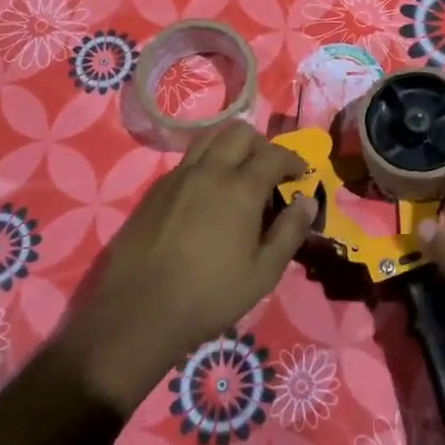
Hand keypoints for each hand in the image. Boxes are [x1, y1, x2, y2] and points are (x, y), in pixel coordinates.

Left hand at [50, 120, 311, 411]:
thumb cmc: (209, 296)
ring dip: (230, 146)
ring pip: (209, 138)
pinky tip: (206, 195)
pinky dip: (206, 163)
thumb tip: (306, 201)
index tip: (300, 174)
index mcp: (240, 188)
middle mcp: (209, 171)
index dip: (292, 159)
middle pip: (239, 132)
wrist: (137, 312)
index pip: (274, 154)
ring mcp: (177, 176)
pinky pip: (187, 160)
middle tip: (269, 171)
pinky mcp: (155, 190)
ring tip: (238, 174)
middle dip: (261, 145)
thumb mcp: (263, 273)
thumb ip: (289, 232)